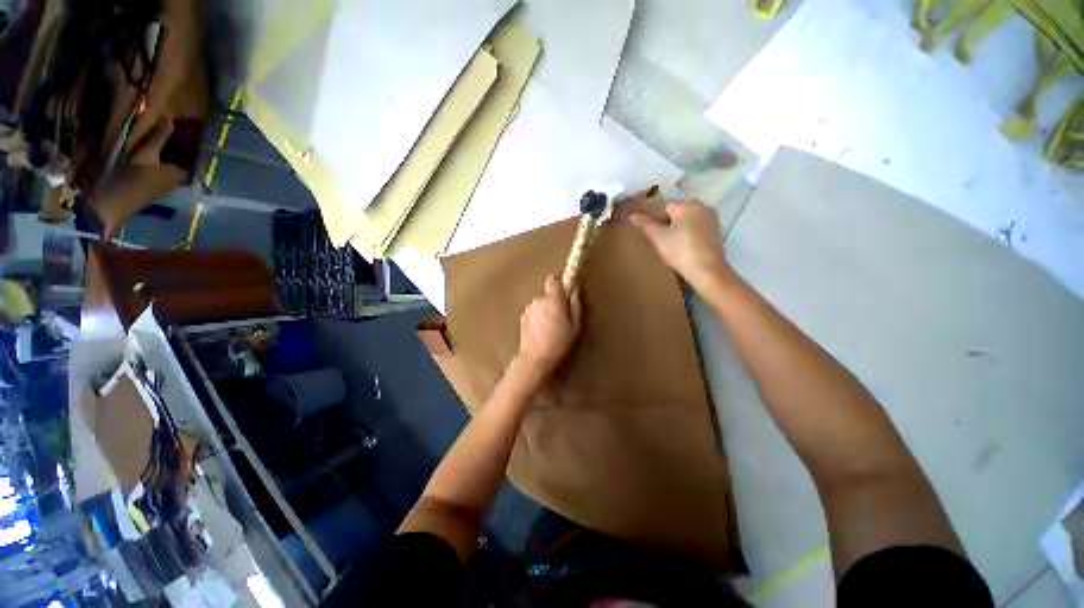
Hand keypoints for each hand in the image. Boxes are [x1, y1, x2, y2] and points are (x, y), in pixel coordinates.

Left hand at [517, 275, 581, 379]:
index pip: (553, 280)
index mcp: (553, 300)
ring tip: (550, 329)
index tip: (564, 292)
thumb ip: (576, 306)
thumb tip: (575, 291)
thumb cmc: (559, 343)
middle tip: (561, 319)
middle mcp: (538, 300)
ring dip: (545, 312)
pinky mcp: (522, 319)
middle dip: (554, 303)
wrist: (535, 358)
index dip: (558, 284)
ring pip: (540, 305)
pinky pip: (533, 313)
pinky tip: (541, 333)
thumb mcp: (575, 326)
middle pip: (547, 295)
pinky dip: (537, 319)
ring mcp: (528, 309)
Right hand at [629, 200, 734, 293]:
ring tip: (667, 243)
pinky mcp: (715, 233)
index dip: (654, 216)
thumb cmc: (680, 251)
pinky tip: (681, 246)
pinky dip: (687, 234)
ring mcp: (711, 220)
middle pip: (677, 211)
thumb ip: (645, 224)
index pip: (665, 205)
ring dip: (677, 228)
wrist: (706, 271)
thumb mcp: (658, 238)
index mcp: (688, 205)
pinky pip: (696, 228)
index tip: (648, 229)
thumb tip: (632, 215)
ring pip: (687, 220)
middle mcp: (702, 207)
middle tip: (656, 237)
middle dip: (666, 221)